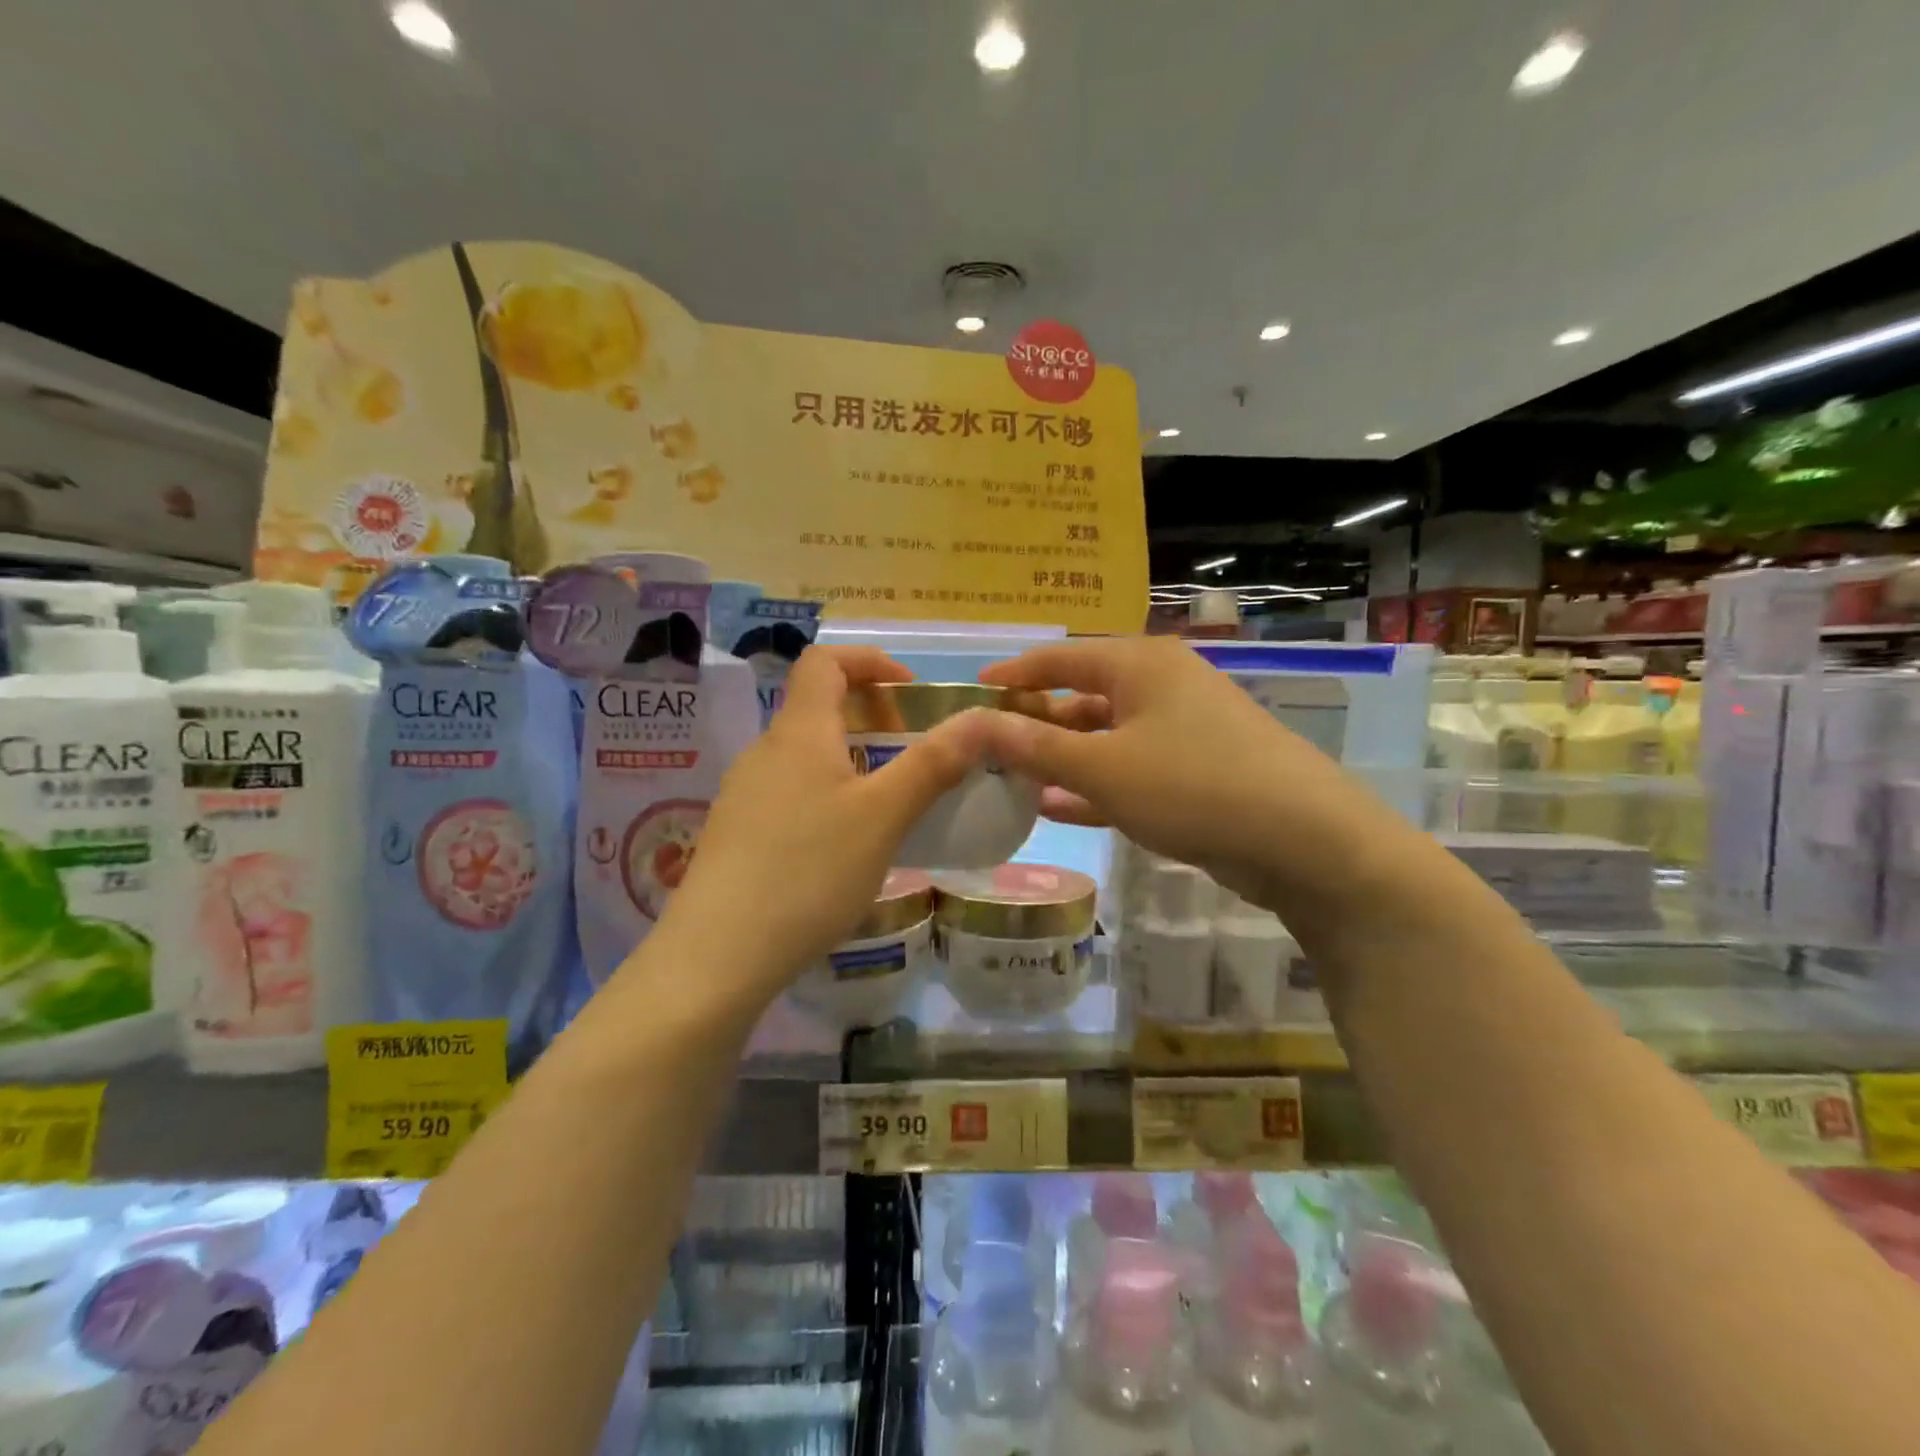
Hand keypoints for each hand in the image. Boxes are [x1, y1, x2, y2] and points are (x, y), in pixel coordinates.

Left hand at [653, 644, 989, 994]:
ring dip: (852, 761)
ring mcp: (744, 794)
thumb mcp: (883, 817)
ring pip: (806, 756)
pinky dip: (828, 796)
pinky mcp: (737, 834)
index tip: (911, 692)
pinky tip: (845, 848)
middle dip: (872, 718)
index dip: (870, 661)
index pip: (826, 660)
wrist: (717, 956)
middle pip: (818, 708)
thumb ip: (933, 763)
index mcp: (798, 732)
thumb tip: (981, 719)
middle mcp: (764, 751)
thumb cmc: (808, 872)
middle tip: (914, 756)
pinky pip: (791, 793)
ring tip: (889, 806)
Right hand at [977, 635, 1407, 906]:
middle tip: (990, 750)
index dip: (1014, 673)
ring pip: (1107, 735)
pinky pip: (1133, 766)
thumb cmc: (1191, 786)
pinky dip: (1096, 783)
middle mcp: (1162, 684)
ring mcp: (1185, 726)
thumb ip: (1035, 747)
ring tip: (1015, 782)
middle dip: (1036, 724)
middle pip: (1083, 694)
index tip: (974, 692)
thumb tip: (976, 723)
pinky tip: (1059, 808)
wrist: (1304, 839)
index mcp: (1139, 664)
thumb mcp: (1102, 768)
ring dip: (1063, 758)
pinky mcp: (1199, 767)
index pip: (1060, 657)